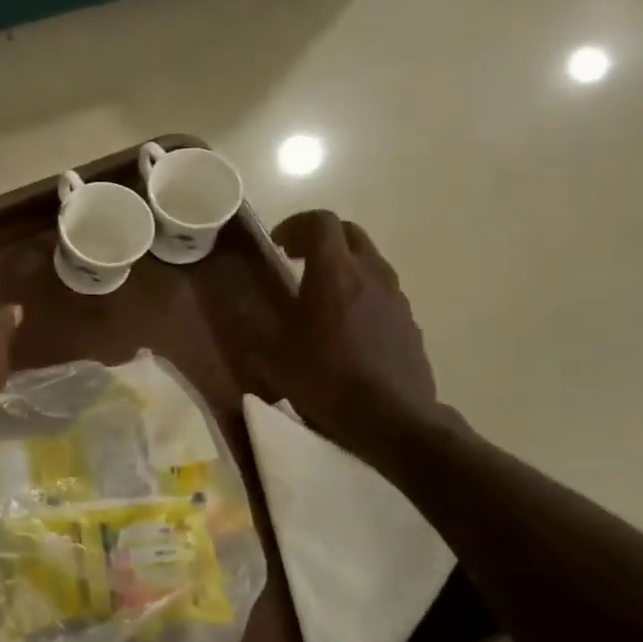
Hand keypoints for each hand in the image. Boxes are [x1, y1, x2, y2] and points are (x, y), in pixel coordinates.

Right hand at [269, 211, 449, 462]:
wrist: (392, 420)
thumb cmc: (326, 380)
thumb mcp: (272, 353)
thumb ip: (252, 319)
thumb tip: (234, 296)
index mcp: (334, 273)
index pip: (320, 221)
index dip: (295, 225)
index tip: (277, 246)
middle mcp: (370, 274)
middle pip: (349, 233)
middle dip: (320, 238)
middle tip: (296, 262)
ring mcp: (395, 297)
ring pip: (369, 259)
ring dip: (343, 264)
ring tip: (319, 294)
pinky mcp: (408, 321)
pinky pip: (382, 289)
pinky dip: (361, 290)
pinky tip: (345, 326)